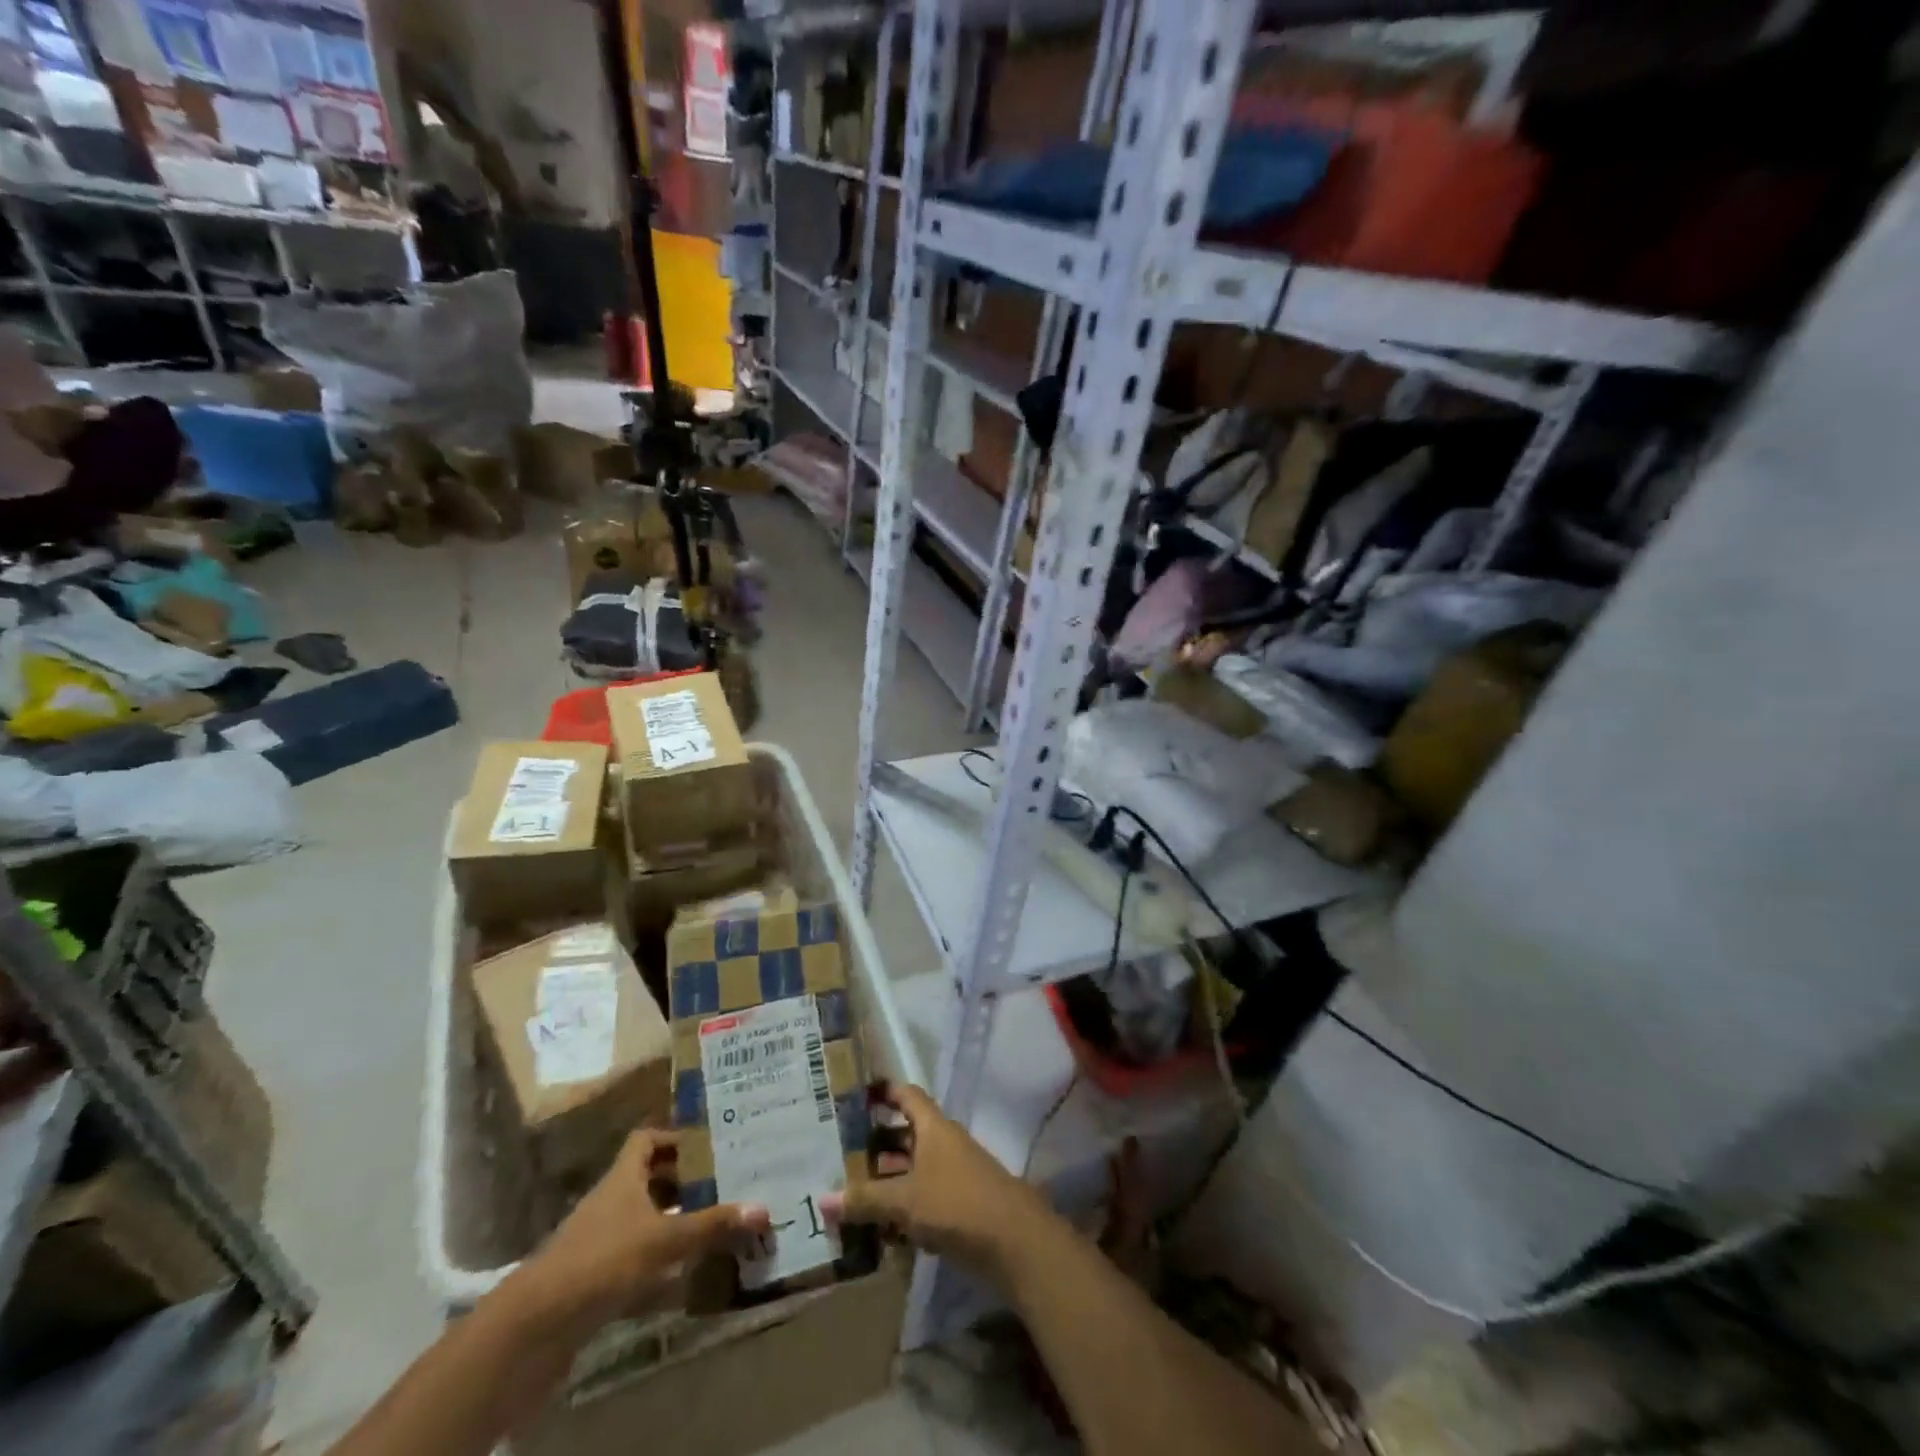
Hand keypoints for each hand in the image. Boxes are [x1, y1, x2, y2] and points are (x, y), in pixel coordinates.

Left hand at [518, 1130, 769, 1329]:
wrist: (533, 1328)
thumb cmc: (602, 1261)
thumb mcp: (664, 1239)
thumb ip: (711, 1225)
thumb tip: (763, 1208)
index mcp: (622, 1177)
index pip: (647, 1139)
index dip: (676, 1137)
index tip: (709, 1144)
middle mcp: (610, 1201)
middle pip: (648, 1179)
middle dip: (683, 1181)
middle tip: (722, 1183)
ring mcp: (598, 1241)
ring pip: (642, 1220)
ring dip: (672, 1222)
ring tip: (712, 1226)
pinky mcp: (593, 1280)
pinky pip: (634, 1259)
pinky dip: (658, 1264)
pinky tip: (684, 1277)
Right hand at [820, 1084, 1048, 1278]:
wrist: (1014, 1239)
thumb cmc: (956, 1203)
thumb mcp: (905, 1200)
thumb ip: (866, 1199)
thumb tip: (824, 1199)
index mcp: (934, 1127)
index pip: (908, 1096)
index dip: (885, 1092)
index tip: (859, 1095)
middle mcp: (946, 1143)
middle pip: (909, 1133)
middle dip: (879, 1141)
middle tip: (843, 1151)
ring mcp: (957, 1173)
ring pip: (917, 1167)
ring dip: (891, 1177)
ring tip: (856, 1190)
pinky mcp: (963, 1204)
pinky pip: (927, 1195)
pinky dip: (907, 1205)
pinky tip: (884, 1227)